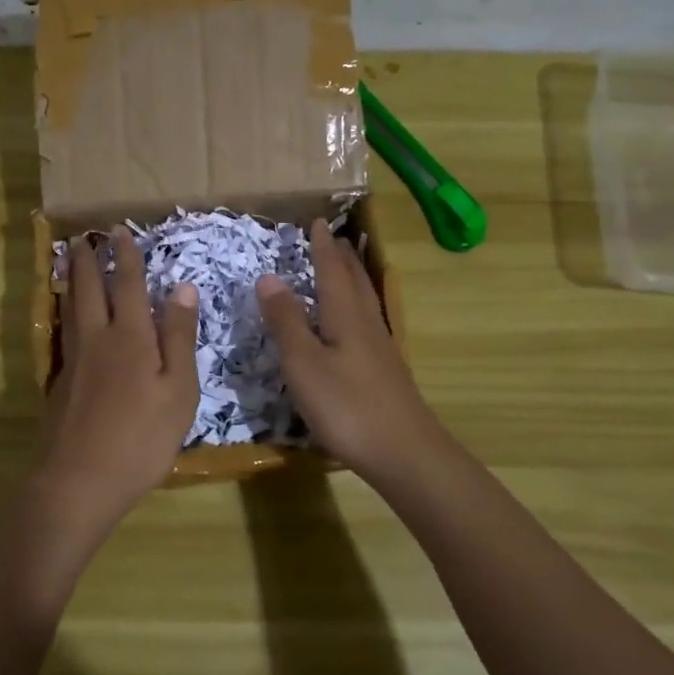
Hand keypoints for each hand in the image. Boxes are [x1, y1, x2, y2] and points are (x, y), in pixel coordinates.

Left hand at [30, 228, 198, 542]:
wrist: (80, 480)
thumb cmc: (142, 438)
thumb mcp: (178, 391)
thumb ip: (179, 338)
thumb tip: (183, 288)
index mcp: (131, 337)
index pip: (129, 285)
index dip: (126, 257)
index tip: (120, 231)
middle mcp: (97, 339)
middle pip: (90, 289)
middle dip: (89, 260)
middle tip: (84, 237)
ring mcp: (74, 361)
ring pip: (71, 309)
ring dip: (73, 280)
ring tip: (71, 262)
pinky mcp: (60, 383)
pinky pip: (65, 332)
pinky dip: (67, 312)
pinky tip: (69, 318)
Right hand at [256, 220, 448, 485]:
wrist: (403, 452)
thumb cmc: (346, 405)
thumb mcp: (303, 362)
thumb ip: (286, 320)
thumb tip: (269, 276)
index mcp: (345, 315)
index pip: (331, 270)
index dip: (322, 247)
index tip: (316, 222)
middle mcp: (367, 324)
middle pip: (355, 281)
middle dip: (342, 257)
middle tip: (334, 238)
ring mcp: (381, 349)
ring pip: (365, 301)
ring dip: (353, 279)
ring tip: (346, 268)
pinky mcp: (386, 371)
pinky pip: (368, 322)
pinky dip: (357, 306)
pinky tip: (355, 324)